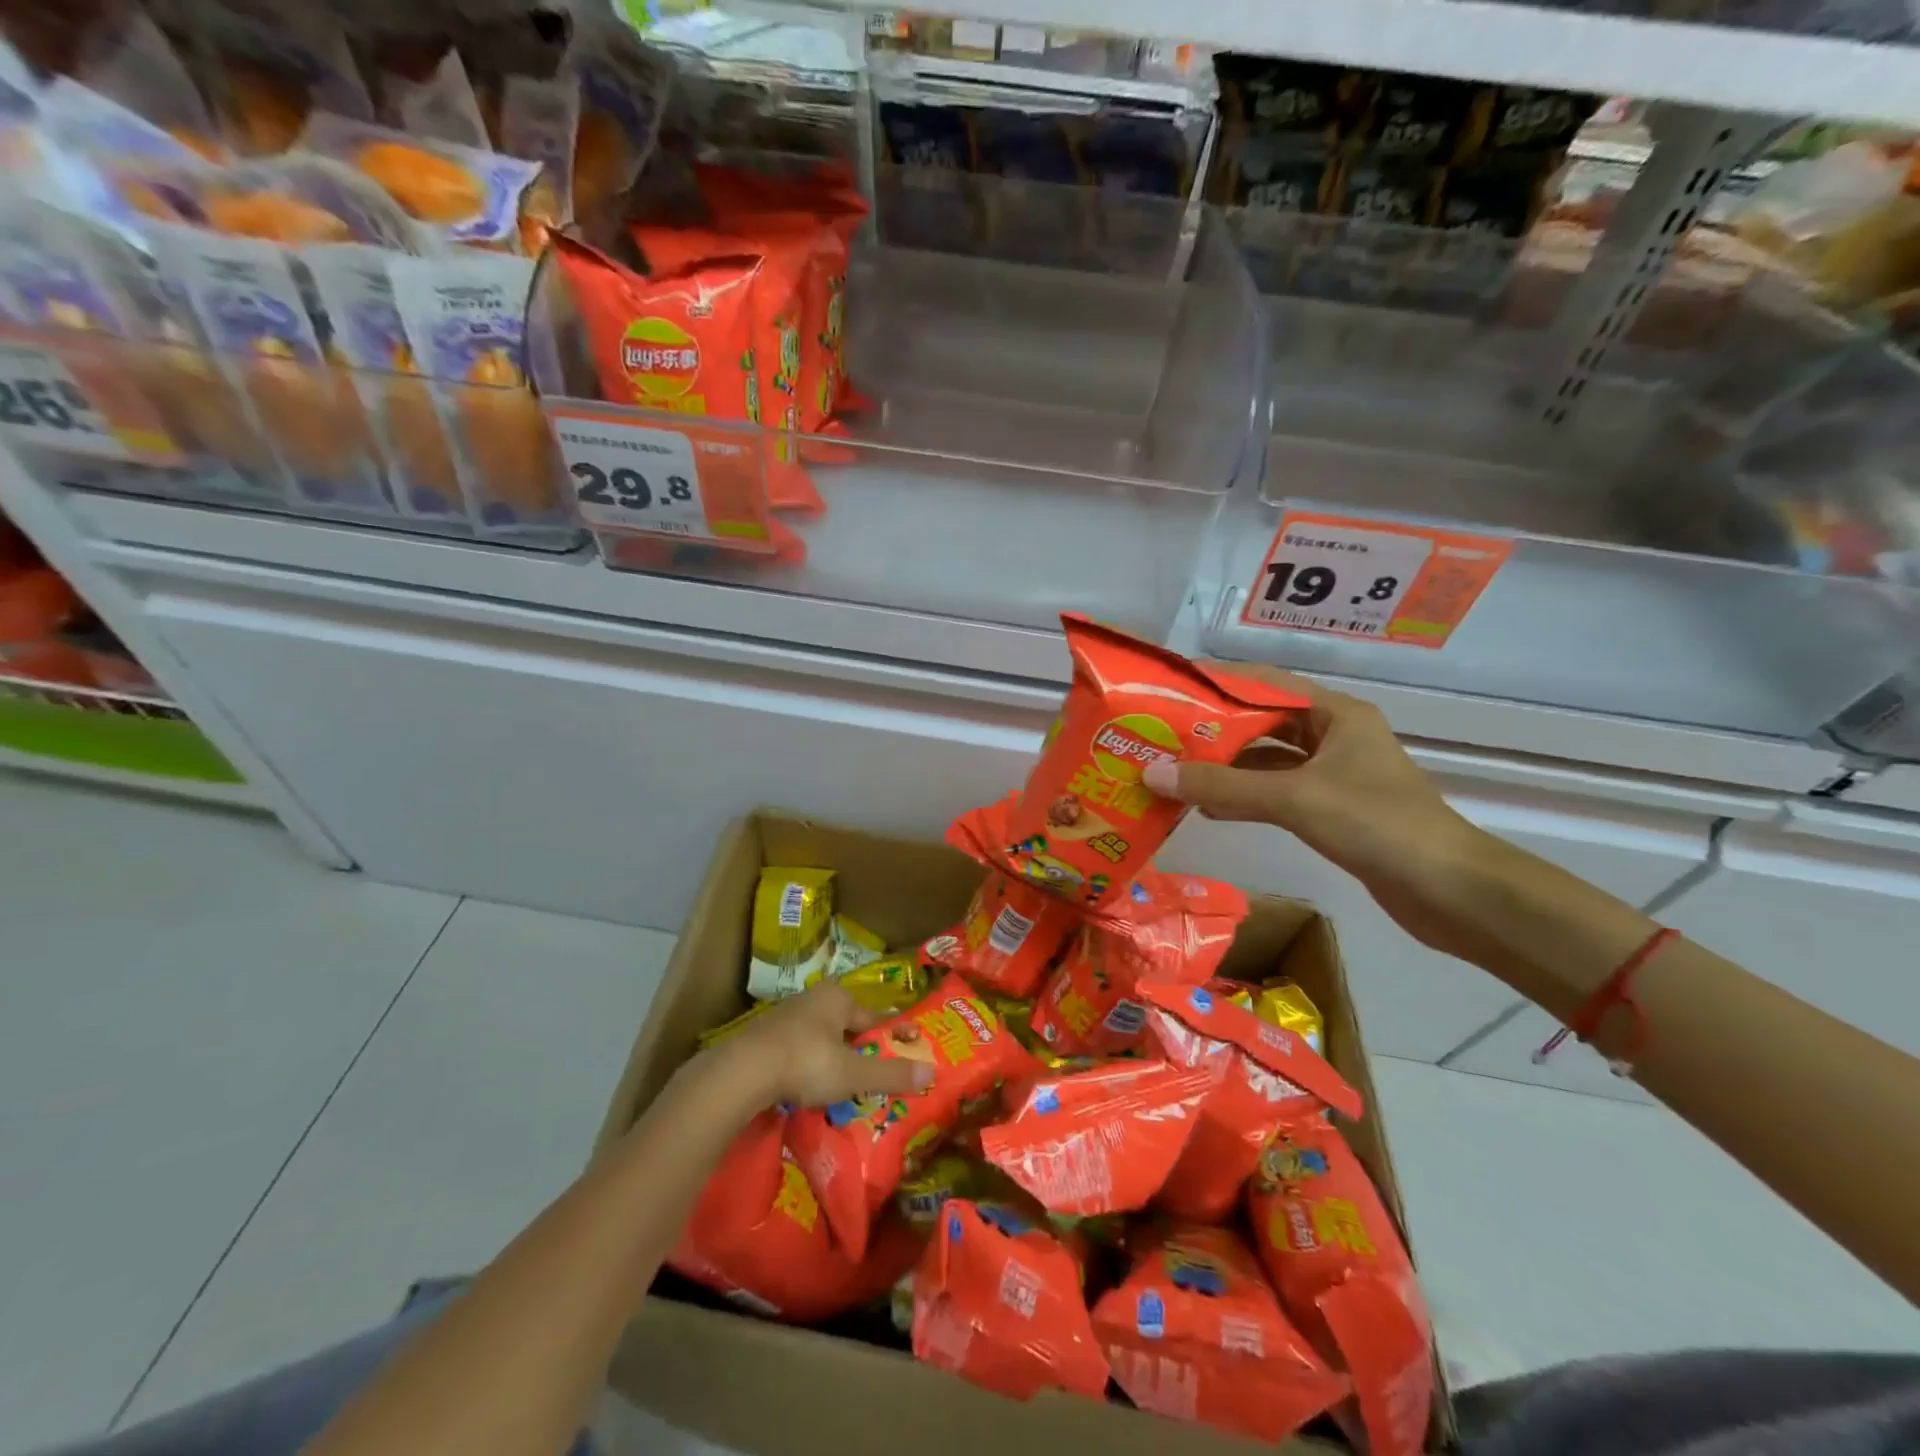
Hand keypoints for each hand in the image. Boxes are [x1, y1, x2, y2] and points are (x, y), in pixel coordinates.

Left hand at [709, 983, 935, 1109]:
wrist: (743, 1071)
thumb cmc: (806, 1062)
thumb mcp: (852, 1073)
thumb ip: (890, 1074)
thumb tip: (932, 1071)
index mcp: (837, 999)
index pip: (873, 1017)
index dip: (891, 1033)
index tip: (908, 1043)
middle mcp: (812, 999)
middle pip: (845, 1025)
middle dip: (858, 1046)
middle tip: (873, 1068)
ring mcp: (784, 1017)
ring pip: (819, 1037)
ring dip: (830, 1056)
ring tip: (841, 1081)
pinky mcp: (762, 1038)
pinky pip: (796, 1050)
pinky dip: (806, 1065)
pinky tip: (807, 1084)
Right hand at [1141, 664, 1496, 953]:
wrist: (1450, 891)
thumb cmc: (1376, 824)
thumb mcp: (1293, 798)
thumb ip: (1223, 787)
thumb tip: (1153, 774)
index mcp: (1335, 714)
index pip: (1265, 683)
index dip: (1217, 685)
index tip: (1171, 692)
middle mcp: (1334, 736)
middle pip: (1263, 723)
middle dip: (1214, 731)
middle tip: (1162, 738)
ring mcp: (1334, 775)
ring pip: (1268, 762)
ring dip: (1226, 769)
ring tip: (1175, 773)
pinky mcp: (1333, 810)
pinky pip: (1277, 793)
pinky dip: (1245, 798)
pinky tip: (1209, 809)